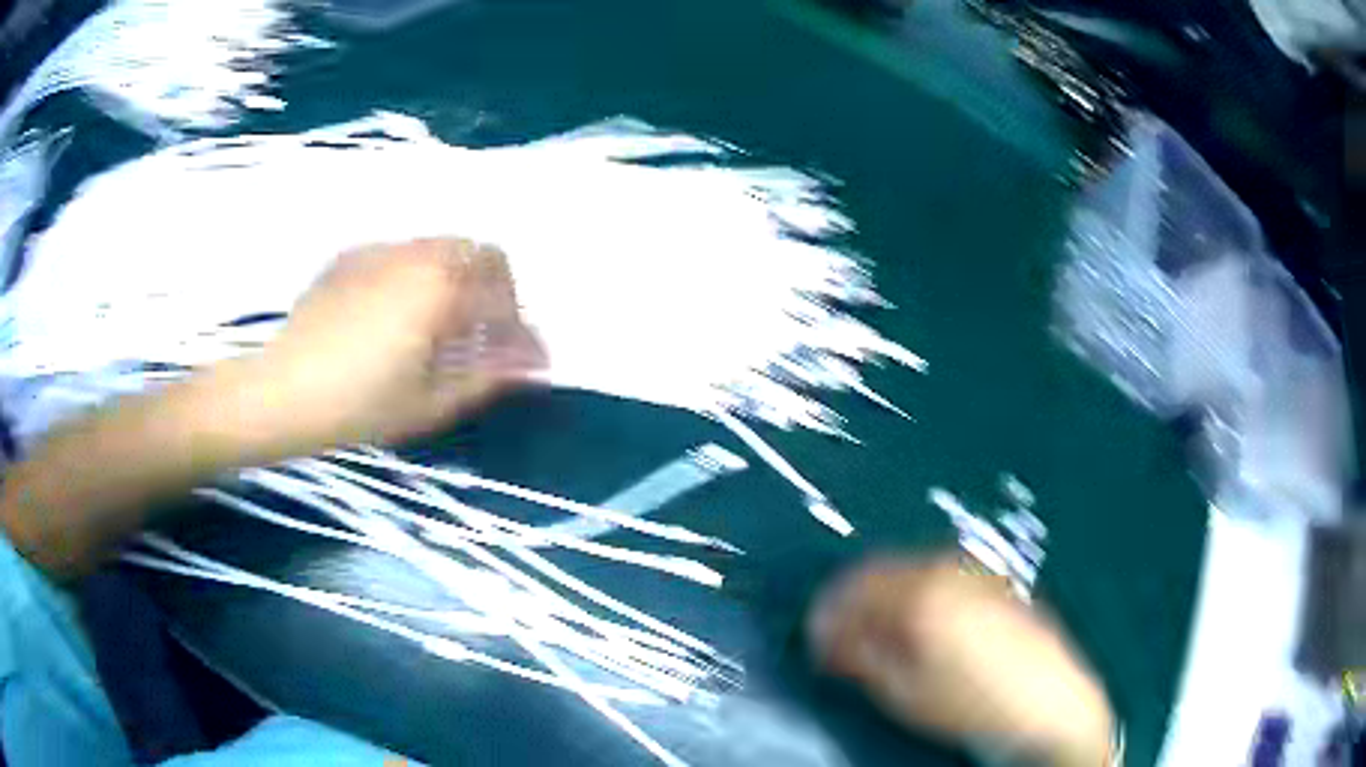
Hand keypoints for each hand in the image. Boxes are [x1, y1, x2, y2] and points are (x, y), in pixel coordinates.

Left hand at [257, 238, 544, 450]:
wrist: (283, 390)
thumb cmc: (359, 405)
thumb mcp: (428, 402)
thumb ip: (486, 377)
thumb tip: (530, 365)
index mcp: (441, 291)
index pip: (503, 300)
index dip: (522, 331)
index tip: (528, 358)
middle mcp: (418, 256)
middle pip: (480, 252)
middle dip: (496, 288)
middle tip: (487, 330)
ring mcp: (381, 250)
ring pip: (440, 246)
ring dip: (458, 276)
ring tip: (443, 322)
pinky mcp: (352, 257)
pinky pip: (402, 252)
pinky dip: (418, 273)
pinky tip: (397, 311)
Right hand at [809, 555, 1115, 766]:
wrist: (1046, 701)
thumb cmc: (971, 705)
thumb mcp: (903, 693)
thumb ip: (859, 656)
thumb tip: (827, 639)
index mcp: (919, 594)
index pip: (851, 589)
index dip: (824, 614)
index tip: (814, 639)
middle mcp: (944, 569)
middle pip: (878, 570)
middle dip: (851, 602)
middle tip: (840, 639)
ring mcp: (973, 569)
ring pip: (908, 568)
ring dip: (883, 595)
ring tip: (879, 636)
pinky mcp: (992, 578)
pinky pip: (938, 574)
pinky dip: (915, 592)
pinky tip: (919, 625)